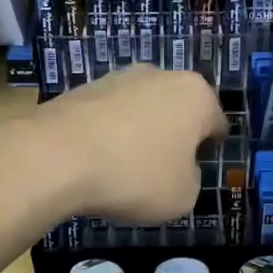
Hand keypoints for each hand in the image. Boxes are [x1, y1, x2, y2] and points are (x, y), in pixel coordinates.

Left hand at [31, 66, 226, 222]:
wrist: (57, 156)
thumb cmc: (135, 176)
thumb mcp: (183, 197)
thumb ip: (192, 180)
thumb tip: (179, 169)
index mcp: (196, 95)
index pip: (216, 123)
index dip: (208, 152)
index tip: (193, 174)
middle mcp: (161, 75)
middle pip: (178, 111)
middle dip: (173, 137)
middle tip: (160, 172)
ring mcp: (119, 77)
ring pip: (142, 110)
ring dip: (139, 134)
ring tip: (123, 169)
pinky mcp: (84, 87)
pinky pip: (109, 115)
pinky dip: (108, 134)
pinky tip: (96, 161)